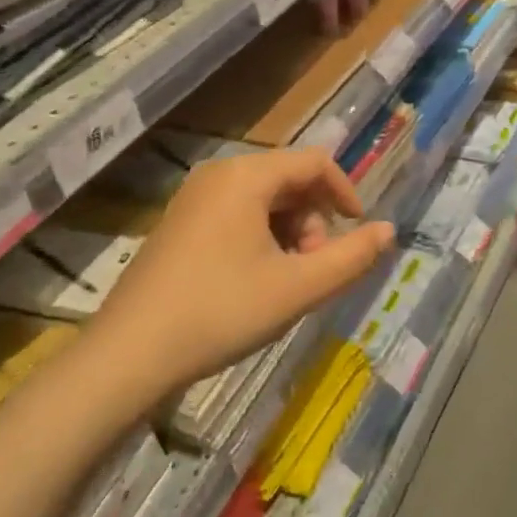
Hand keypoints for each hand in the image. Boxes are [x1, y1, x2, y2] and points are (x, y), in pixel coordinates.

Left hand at [96, 148, 396, 396]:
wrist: (129, 354)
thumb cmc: (220, 312)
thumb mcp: (297, 288)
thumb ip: (351, 257)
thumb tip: (388, 231)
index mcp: (247, 175)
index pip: (315, 162)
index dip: (345, 192)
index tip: (358, 231)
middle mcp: (219, 173)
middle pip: (289, 179)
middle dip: (314, 219)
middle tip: (314, 268)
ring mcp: (194, 197)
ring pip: (264, 199)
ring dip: (290, 231)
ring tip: (287, 280)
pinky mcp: (180, 222)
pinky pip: (237, 212)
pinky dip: (261, 237)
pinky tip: (256, 280)